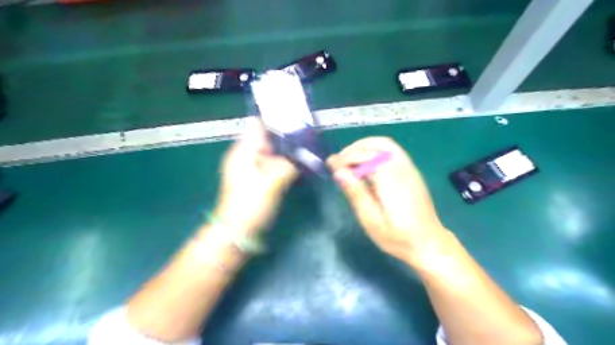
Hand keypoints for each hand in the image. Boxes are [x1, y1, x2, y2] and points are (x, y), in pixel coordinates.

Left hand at [214, 119, 297, 236]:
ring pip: (272, 150)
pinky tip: (299, 163)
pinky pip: (273, 163)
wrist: (237, 232)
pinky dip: (285, 161)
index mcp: (243, 150)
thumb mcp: (270, 183)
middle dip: (287, 135)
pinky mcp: (258, 178)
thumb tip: (305, 153)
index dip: (277, 119)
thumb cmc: (249, 205)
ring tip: (308, 147)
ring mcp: (252, 167)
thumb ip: (288, 165)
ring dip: (287, 149)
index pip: (259, 124)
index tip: (298, 119)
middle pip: (267, 136)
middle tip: (309, 136)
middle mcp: (246, 154)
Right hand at [329, 136, 450, 263]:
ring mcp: (410, 168)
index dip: (345, 158)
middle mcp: (402, 168)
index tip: (330, 165)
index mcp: (391, 181)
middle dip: (353, 149)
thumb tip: (338, 172)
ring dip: (364, 146)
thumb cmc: (397, 237)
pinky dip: (375, 150)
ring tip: (349, 159)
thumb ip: (356, 193)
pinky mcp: (411, 171)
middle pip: (376, 145)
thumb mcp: (371, 220)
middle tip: (338, 162)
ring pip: (385, 144)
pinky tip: (366, 163)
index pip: (365, 157)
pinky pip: (392, 150)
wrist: (429, 243)